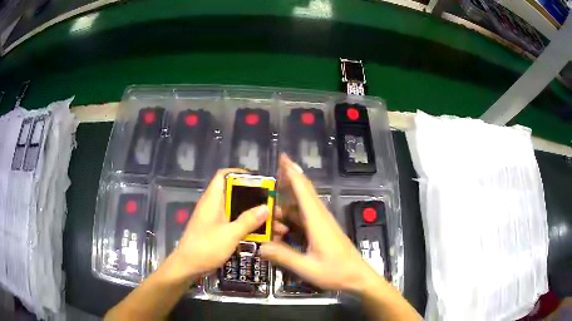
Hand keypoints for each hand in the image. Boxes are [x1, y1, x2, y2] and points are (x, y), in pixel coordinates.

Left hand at [169, 169, 268, 280]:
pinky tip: (262, 236)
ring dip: (254, 216)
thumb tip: (266, 207)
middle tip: (274, 207)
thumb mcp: (230, 234)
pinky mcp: (216, 231)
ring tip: (274, 225)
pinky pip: (234, 223)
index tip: (260, 182)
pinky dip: (247, 227)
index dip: (241, 174)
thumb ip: (248, 220)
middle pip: (235, 194)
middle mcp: (213, 205)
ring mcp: (214, 219)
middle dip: (255, 200)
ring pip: (237, 211)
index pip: (224, 175)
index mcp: (213, 199)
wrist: (187, 267)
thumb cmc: (206, 247)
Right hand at [260, 155, 380, 292]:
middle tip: (272, 173)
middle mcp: (320, 217)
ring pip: (304, 204)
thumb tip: (260, 246)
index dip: (292, 173)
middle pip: (304, 191)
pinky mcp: (323, 230)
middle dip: (290, 178)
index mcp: (317, 221)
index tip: (283, 158)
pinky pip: (305, 215)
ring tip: (271, 205)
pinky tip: (283, 221)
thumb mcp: (307, 268)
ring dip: (288, 201)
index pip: (303, 190)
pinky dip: (293, 213)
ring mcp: (323, 223)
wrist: (358, 277)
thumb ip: (284, 256)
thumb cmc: (336, 272)